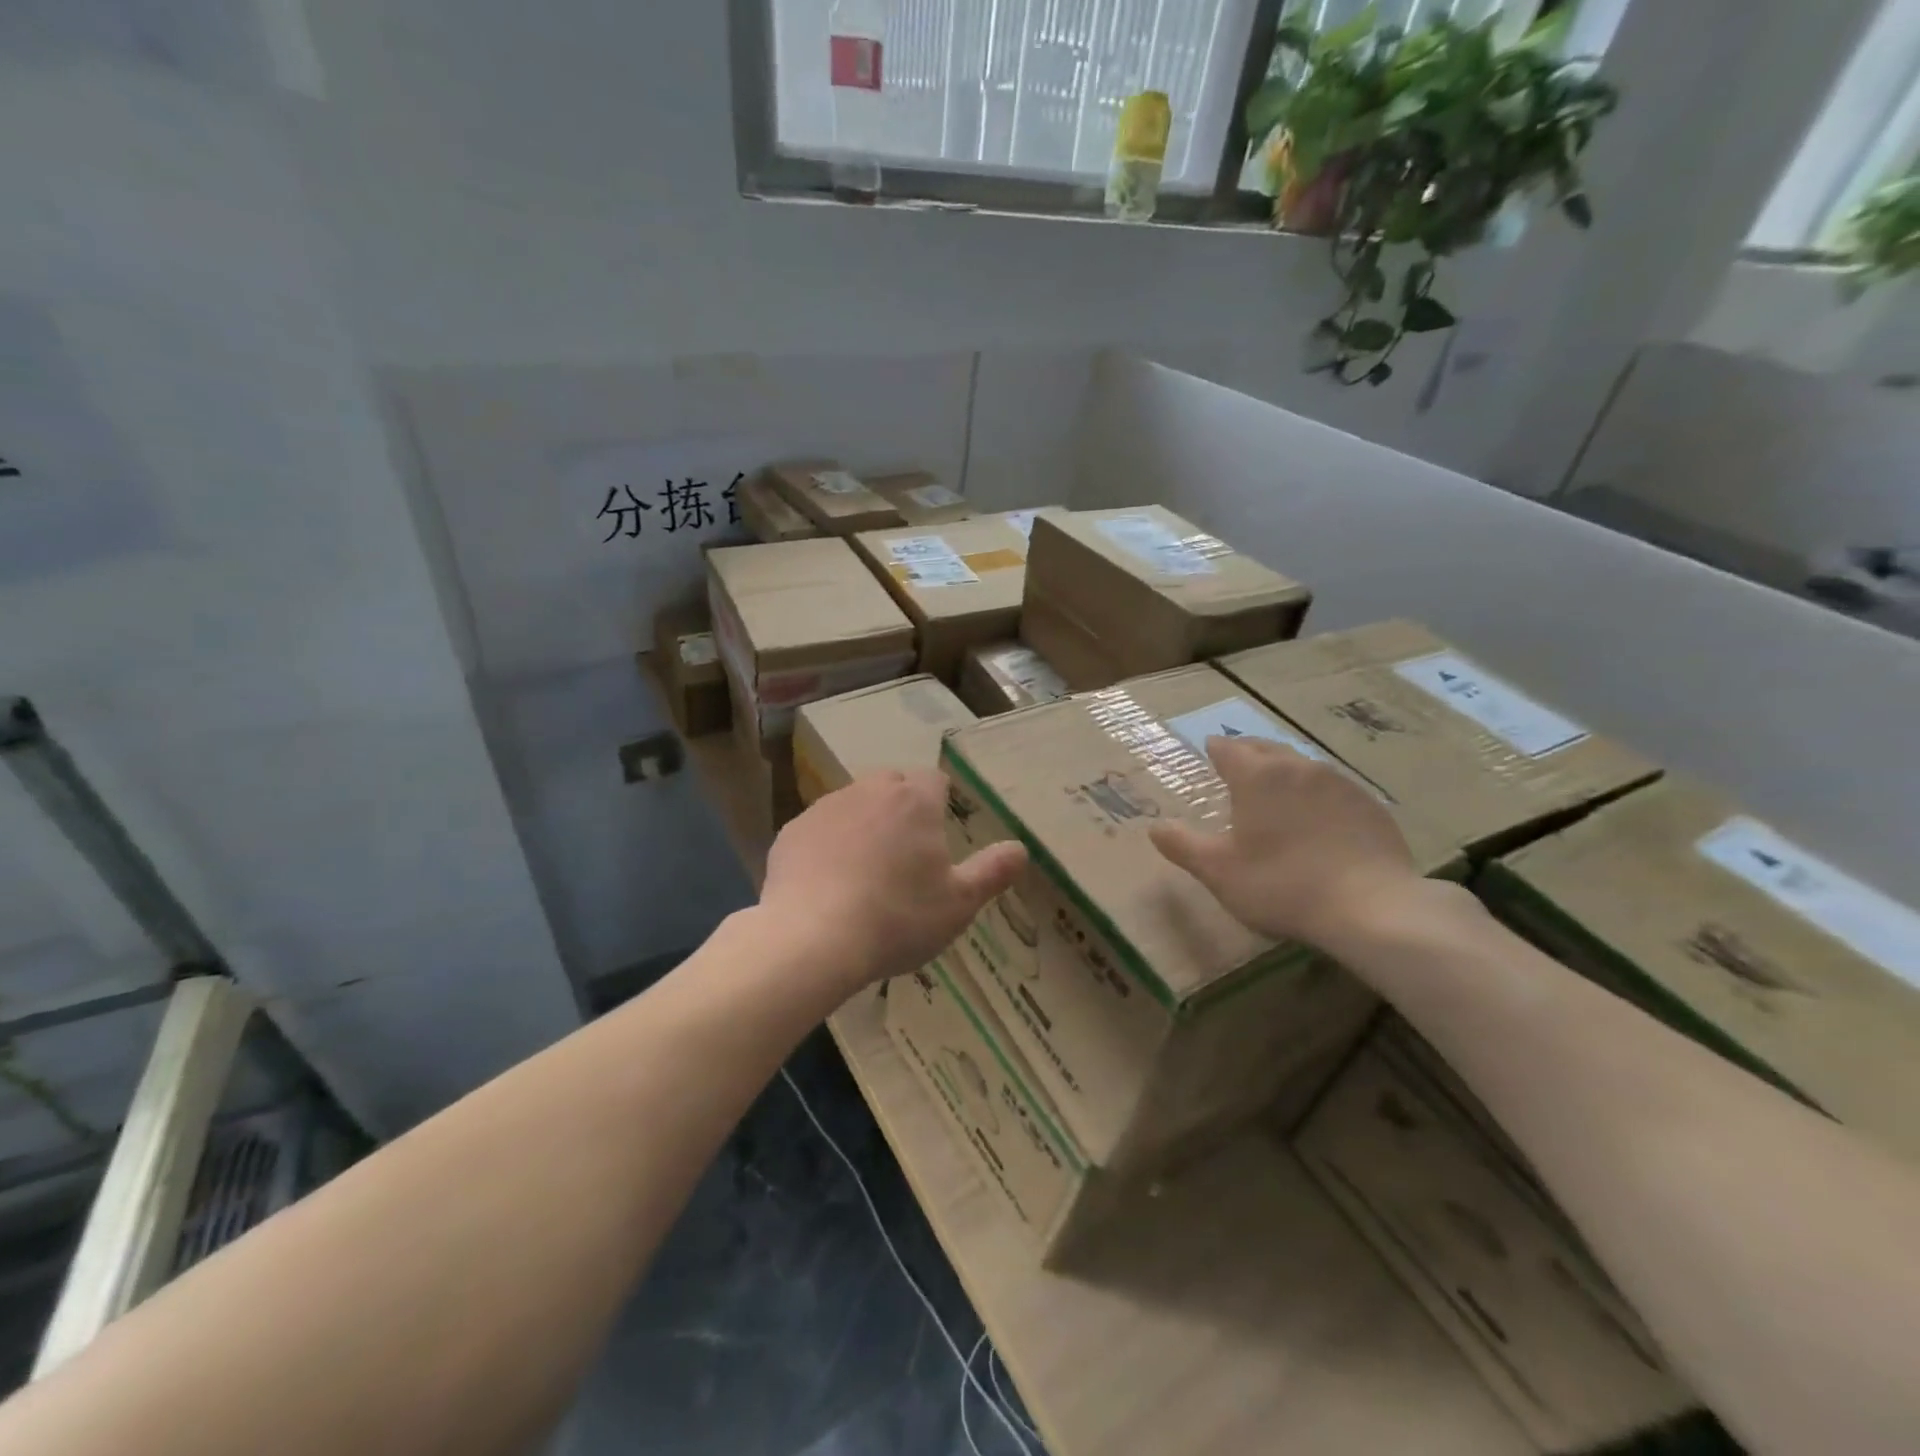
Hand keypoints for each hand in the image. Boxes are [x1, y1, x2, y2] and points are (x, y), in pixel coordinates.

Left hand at [761, 769, 1026, 992]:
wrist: (812, 939)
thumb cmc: (897, 918)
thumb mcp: (959, 904)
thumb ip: (992, 872)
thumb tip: (1021, 849)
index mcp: (914, 801)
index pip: (934, 779)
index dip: (940, 801)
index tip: (940, 832)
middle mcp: (869, 792)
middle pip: (892, 785)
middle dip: (902, 807)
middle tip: (907, 853)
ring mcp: (826, 809)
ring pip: (853, 803)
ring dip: (864, 824)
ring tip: (866, 870)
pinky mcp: (792, 832)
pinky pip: (820, 828)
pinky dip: (828, 845)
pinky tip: (829, 883)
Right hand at [1148, 735, 1430, 950]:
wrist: (1372, 907)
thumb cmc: (1282, 884)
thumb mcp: (1219, 871)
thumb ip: (1182, 846)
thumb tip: (1154, 827)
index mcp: (1258, 777)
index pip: (1230, 749)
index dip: (1216, 749)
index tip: (1210, 750)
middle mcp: (1298, 768)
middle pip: (1267, 749)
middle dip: (1248, 752)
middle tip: (1237, 762)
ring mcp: (1340, 784)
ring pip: (1302, 766)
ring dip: (1284, 771)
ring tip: (1275, 787)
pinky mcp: (1370, 806)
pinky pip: (1333, 788)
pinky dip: (1316, 793)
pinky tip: (1318, 816)